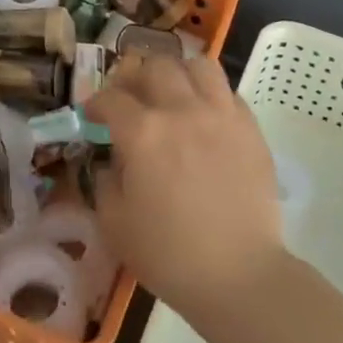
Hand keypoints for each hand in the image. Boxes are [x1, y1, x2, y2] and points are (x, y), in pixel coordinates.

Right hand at [85, 55, 289, 327]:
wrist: (239, 276)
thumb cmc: (169, 255)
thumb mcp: (114, 223)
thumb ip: (106, 181)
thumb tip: (112, 161)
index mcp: (142, 133)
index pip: (111, 98)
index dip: (95, 103)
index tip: (91, 115)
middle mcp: (181, 111)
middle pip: (155, 67)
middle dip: (135, 77)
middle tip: (131, 98)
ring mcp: (221, 116)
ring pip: (198, 66)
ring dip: (178, 74)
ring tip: (172, 94)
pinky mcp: (250, 130)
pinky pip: (228, 93)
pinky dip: (211, 96)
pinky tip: (205, 119)